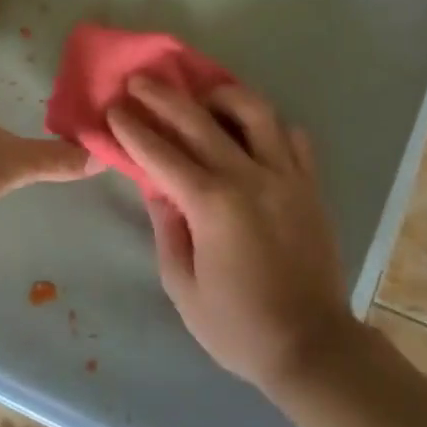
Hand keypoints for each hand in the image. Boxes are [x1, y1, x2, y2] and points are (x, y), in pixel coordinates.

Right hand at [107, 77, 359, 392]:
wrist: (312, 346)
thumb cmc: (237, 326)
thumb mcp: (183, 286)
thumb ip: (167, 228)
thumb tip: (158, 188)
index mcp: (212, 205)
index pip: (161, 153)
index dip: (133, 128)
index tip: (114, 108)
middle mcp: (249, 177)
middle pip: (199, 119)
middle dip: (163, 96)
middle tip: (140, 80)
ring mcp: (286, 176)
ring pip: (255, 111)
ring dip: (222, 95)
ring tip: (204, 98)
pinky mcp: (310, 185)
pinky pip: (293, 137)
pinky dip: (269, 127)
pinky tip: (252, 133)